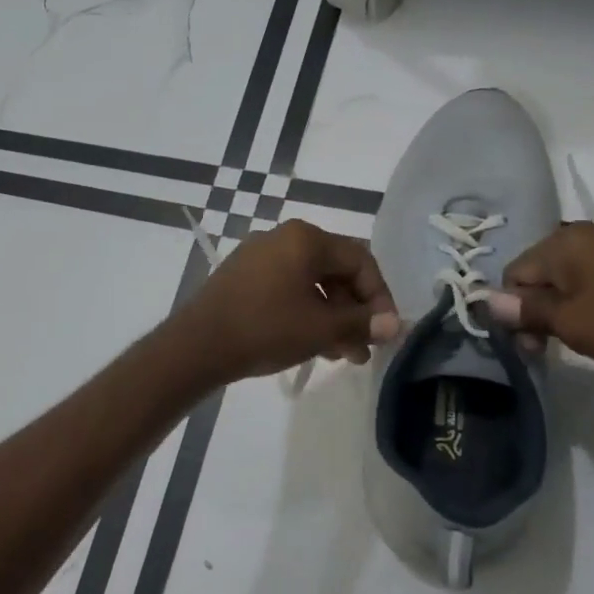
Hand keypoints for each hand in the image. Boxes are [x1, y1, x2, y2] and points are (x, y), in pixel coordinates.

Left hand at [172, 220, 399, 383]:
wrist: (197, 345)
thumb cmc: (265, 329)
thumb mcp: (321, 328)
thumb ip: (363, 323)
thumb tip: (397, 324)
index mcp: (305, 238)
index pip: (360, 260)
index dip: (379, 297)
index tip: (385, 331)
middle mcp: (282, 238)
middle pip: (335, 271)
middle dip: (354, 311)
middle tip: (364, 348)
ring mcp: (258, 256)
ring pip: (311, 283)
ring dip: (332, 317)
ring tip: (342, 355)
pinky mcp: (242, 276)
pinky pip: (286, 289)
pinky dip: (306, 312)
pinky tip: (312, 344)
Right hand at [486, 222, 593, 377]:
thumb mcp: (573, 324)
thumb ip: (527, 310)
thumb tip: (487, 300)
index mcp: (564, 240)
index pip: (514, 273)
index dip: (514, 311)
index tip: (534, 348)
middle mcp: (591, 231)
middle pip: (542, 271)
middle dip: (539, 309)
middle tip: (554, 349)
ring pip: (574, 275)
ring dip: (568, 307)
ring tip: (587, 340)